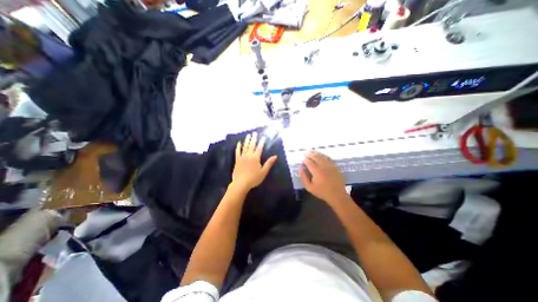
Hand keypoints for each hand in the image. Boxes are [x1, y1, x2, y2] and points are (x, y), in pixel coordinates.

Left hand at [231, 132, 277, 190]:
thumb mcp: (263, 172)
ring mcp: (242, 157)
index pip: (259, 148)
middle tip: (255, 133)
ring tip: (248, 135)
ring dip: (247, 140)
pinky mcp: (237, 160)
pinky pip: (237, 151)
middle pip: (252, 145)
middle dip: (254, 139)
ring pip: (245, 147)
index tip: (263, 137)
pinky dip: (238, 147)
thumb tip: (275, 156)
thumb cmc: (254, 178)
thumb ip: (269, 163)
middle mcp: (249, 155)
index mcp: (256, 158)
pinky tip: (239, 143)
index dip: (262, 142)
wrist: (241, 183)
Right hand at [301, 149, 346, 203]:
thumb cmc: (322, 192)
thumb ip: (303, 177)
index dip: (304, 160)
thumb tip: (300, 168)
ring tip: (311, 151)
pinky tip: (321, 155)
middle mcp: (323, 166)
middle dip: (309, 154)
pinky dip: (323, 155)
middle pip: (315, 157)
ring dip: (316, 153)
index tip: (302, 159)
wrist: (337, 195)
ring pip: (322, 156)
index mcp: (316, 171)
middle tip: (305, 152)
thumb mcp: (309, 187)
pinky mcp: (335, 166)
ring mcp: (330, 165)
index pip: (309, 162)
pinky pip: (328, 158)